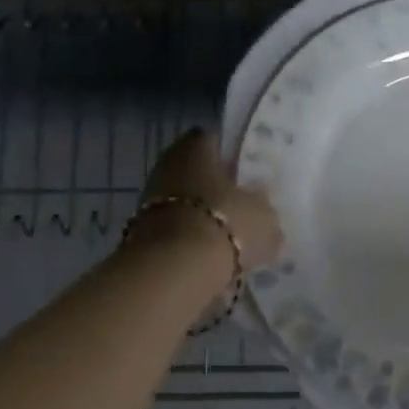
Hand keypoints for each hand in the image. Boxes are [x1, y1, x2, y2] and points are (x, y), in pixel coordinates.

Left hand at [137, 129, 282, 271]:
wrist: (174, 269)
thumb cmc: (225, 223)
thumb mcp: (263, 216)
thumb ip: (265, 212)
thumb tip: (266, 217)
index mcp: (196, 146)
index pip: (214, 139)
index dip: (231, 154)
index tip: (248, 171)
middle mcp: (168, 164)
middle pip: (196, 171)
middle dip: (216, 188)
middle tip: (242, 204)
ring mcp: (150, 199)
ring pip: (185, 202)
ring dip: (203, 216)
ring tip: (230, 236)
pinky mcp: (142, 232)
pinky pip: (175, 231)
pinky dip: (190, 241)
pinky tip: (211, 257)